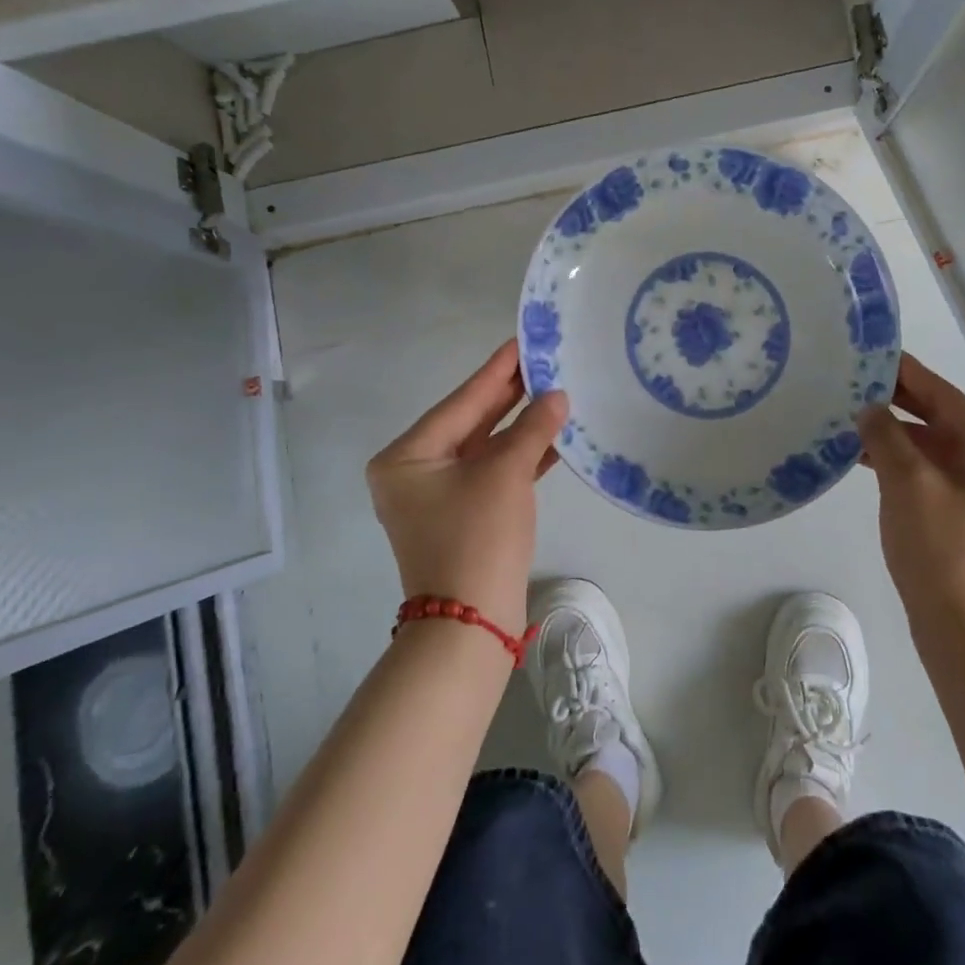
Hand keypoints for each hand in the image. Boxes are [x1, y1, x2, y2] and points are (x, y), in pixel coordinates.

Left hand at [366, 340, 567, 634]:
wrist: (470, 624)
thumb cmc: (477, 538)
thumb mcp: (505, 475)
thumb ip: (532, 429)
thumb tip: (558, 396)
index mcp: (407, 456)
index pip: (461, 402)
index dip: (496, 371)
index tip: (522, 340)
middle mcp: (415, 471)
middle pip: (471, 421)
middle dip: (510, 394)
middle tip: (544, 359)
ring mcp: (438, 495)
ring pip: (485, 447)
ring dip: (521, 425)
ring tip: (555, 390)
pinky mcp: (463, 514)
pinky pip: (492, 472)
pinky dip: (521, 456)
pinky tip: (553, 435)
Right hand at [857, 353, 964, 643]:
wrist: (962, 633)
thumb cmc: (942, 552)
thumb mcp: (909, 485)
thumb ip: (887, 436)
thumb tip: (869, 408)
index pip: (946, 397)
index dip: (908, 374)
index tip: (871, 353)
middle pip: (940, 420)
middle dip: (896, 402)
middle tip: (851, 381)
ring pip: (930, 447)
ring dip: (892, 433)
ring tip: (847, 415)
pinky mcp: (960, 513)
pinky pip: (925, 472)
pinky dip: (896, 461)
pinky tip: (861, 456)